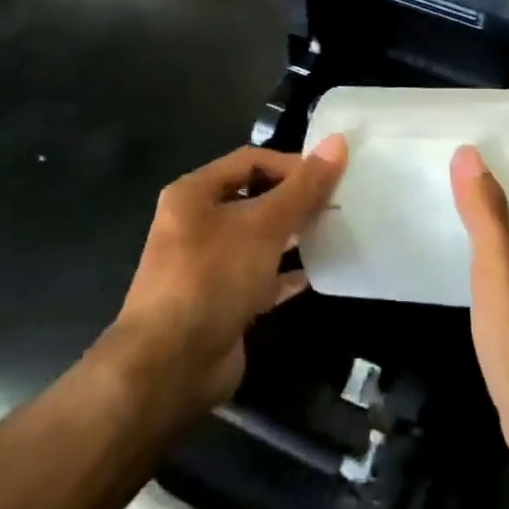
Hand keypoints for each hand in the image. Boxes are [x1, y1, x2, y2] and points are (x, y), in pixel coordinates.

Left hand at [113, 136, 345, 415]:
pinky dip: (285, 274)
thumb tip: (338, 141)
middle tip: (337, 203)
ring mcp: (206, 266)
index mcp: (194, 194)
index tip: (330, 177)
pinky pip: (259, 277)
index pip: (250, 161)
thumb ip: (303, 186)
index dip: (291, 164)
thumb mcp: (263, 225)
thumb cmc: (213, 278)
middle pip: (254, 198)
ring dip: (292, 236)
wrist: (170, 366)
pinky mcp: (220, 302)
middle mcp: (196, 224)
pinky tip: (316, 273)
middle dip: (294, 200)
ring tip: (333, 232)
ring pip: (258, 239)